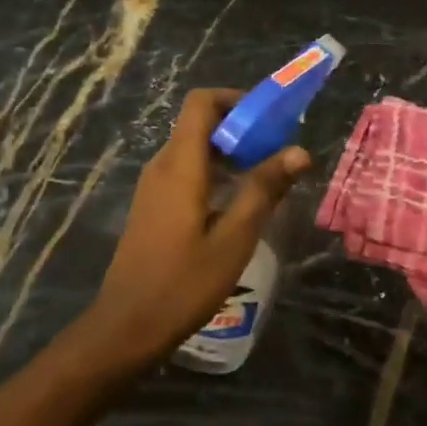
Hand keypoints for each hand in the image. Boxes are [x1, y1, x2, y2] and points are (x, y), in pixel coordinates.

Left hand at [88, 88, 310, 364]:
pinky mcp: (152, 207)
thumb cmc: (184, 283)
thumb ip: (264, 190)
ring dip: (229, 154)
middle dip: (240, 129)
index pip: (201, 103)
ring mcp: (153, 187)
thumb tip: (299, 151)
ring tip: (266, 178)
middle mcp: (162, 166)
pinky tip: (237, 205)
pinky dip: (213, 173)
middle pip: (199, 124)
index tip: (270, 120)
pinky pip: (185, 173)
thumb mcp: (234, 238)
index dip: (235, 100)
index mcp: (180, 165)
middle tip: (278, 152)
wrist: (128, 325)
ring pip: (193, 150)